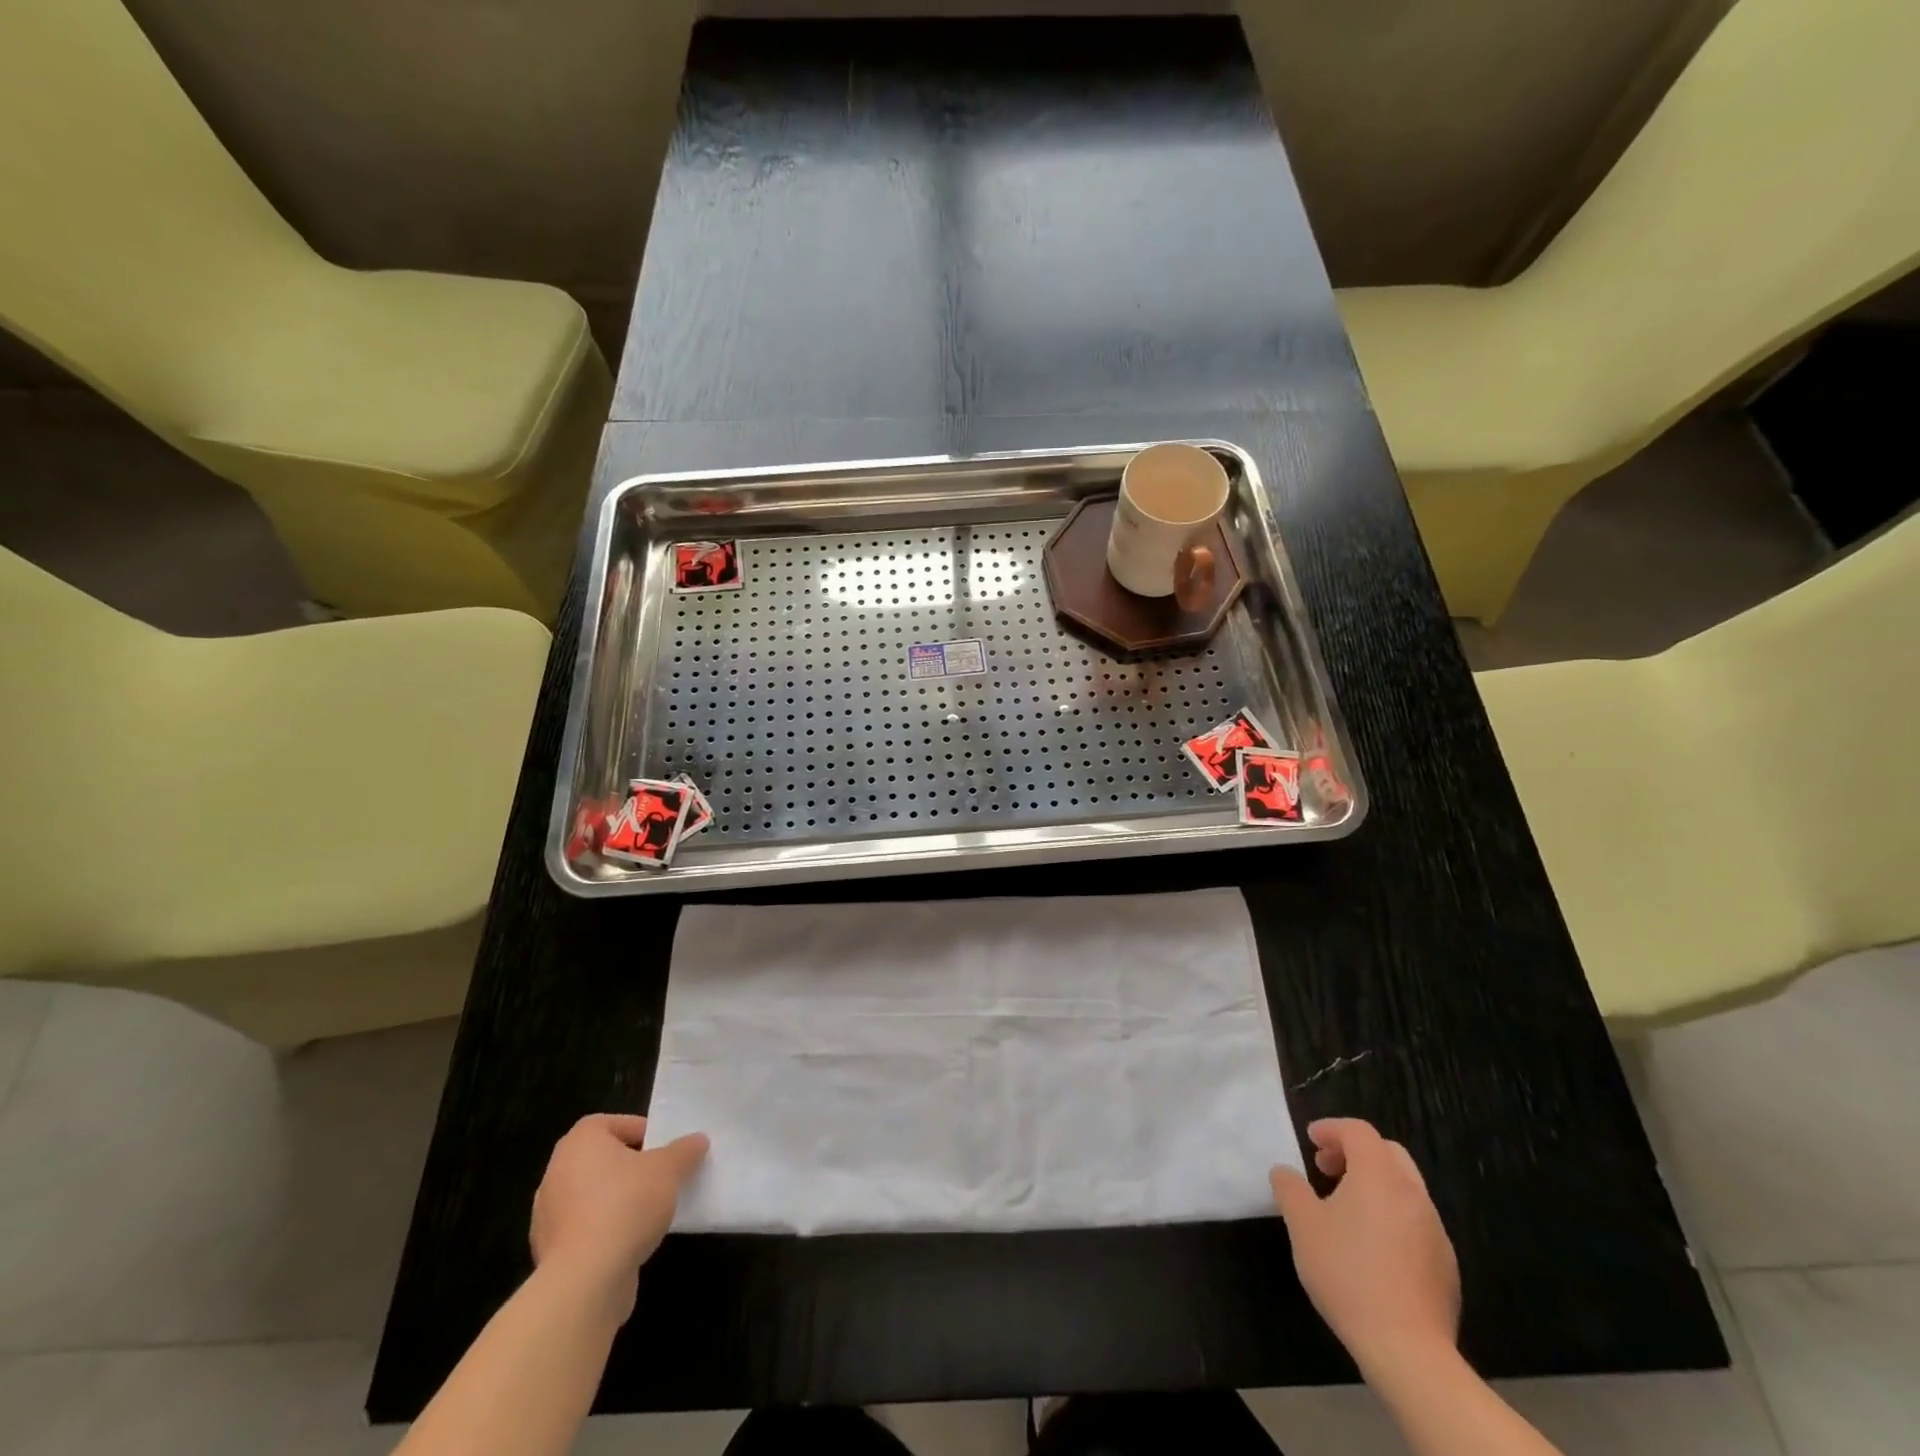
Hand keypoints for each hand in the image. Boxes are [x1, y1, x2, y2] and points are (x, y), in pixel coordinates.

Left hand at [529, 1114, 708, 1319]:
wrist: (586, 1280)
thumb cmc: (626, 1204)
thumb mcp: (669, 1169)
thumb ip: (684, 1151)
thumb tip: (697, 1141)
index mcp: (579, 1143)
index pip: (608, 1123)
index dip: (637, 1130)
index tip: (661, 1147)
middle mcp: (556, 1173)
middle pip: (599, 1160)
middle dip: (629, 1166)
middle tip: (659, 1175)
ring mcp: (548, 1216)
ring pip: (591, 1196)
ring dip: (617, 1199)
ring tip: (650, 1211)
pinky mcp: (550, 1253)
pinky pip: (584, 1229)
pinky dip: (605, 1230)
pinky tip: (630, 1240)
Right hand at [1270, 1118, 1459, 1376]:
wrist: (1408, 1350)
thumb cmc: (1347, 1274)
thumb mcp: (1302, 1225)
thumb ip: (1290, 1188)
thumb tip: (1285, 1172)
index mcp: (1379, 1175)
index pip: (1358, 1131)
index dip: (1331, 1128)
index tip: (1310, 1141)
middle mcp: (1413, 1193)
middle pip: (1387, 1153)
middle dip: (1355, 1152)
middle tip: (1327, 1169)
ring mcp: (1435, 1230)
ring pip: (1404, 1187)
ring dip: (1374, 1184)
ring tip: (1345, 1210)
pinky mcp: (1445, 1264)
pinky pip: (1416, 1221)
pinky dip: (1391, 1215)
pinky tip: (1371, 1248)